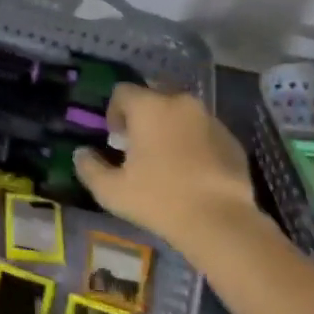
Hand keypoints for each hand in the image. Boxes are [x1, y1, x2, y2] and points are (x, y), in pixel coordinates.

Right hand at [76, 85, 263, 257]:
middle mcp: (180, 102)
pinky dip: (195, 142)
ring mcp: (210, 119)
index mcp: (149, 106)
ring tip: (167, 159)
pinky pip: (204, 131)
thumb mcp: (112, 191)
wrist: (220, 221)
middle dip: (144, 115)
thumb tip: (81, 154)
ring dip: (171, 127)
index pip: (123, 91)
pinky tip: (193, 171)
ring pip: (182, 113)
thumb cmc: (159, 199)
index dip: (114, 112)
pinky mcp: (231, 139)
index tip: (116, 139)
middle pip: (154, 96)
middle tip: (140, 146)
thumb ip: (89, 167)